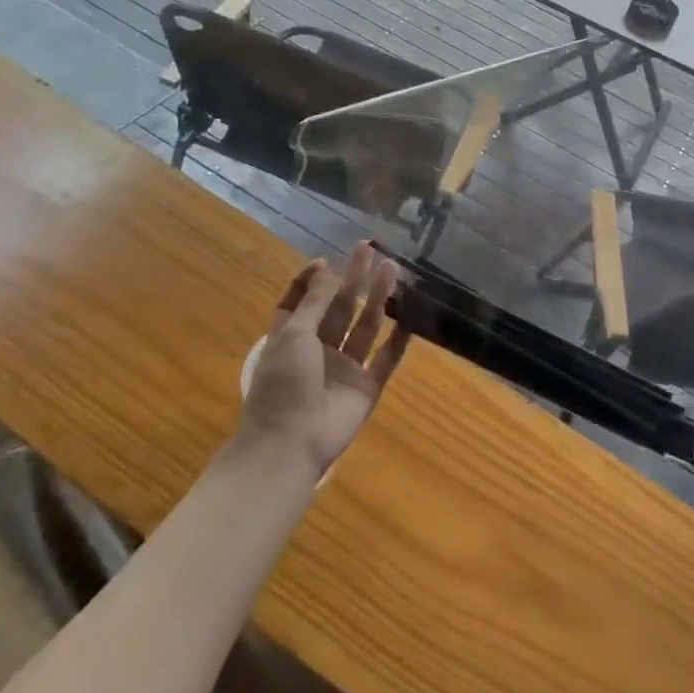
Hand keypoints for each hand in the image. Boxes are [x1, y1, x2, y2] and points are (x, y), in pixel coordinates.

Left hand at [239, 244, 408, 476]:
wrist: (291, 443)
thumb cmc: (283, 384)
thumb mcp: (293, 335)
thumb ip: (315, 303)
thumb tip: (327, 269)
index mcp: (291, 338)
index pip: (300, 302)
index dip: (311, 281)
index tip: (327, 261)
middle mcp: (318, 350)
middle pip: (338, 308)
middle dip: (354, 279)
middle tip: (370, 249)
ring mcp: (344, 370)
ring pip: (365, 327)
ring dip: (378, 299)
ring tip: (392, 269)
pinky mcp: (366, 388)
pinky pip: (386, 360)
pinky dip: (398, 341)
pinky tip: (410, 318)